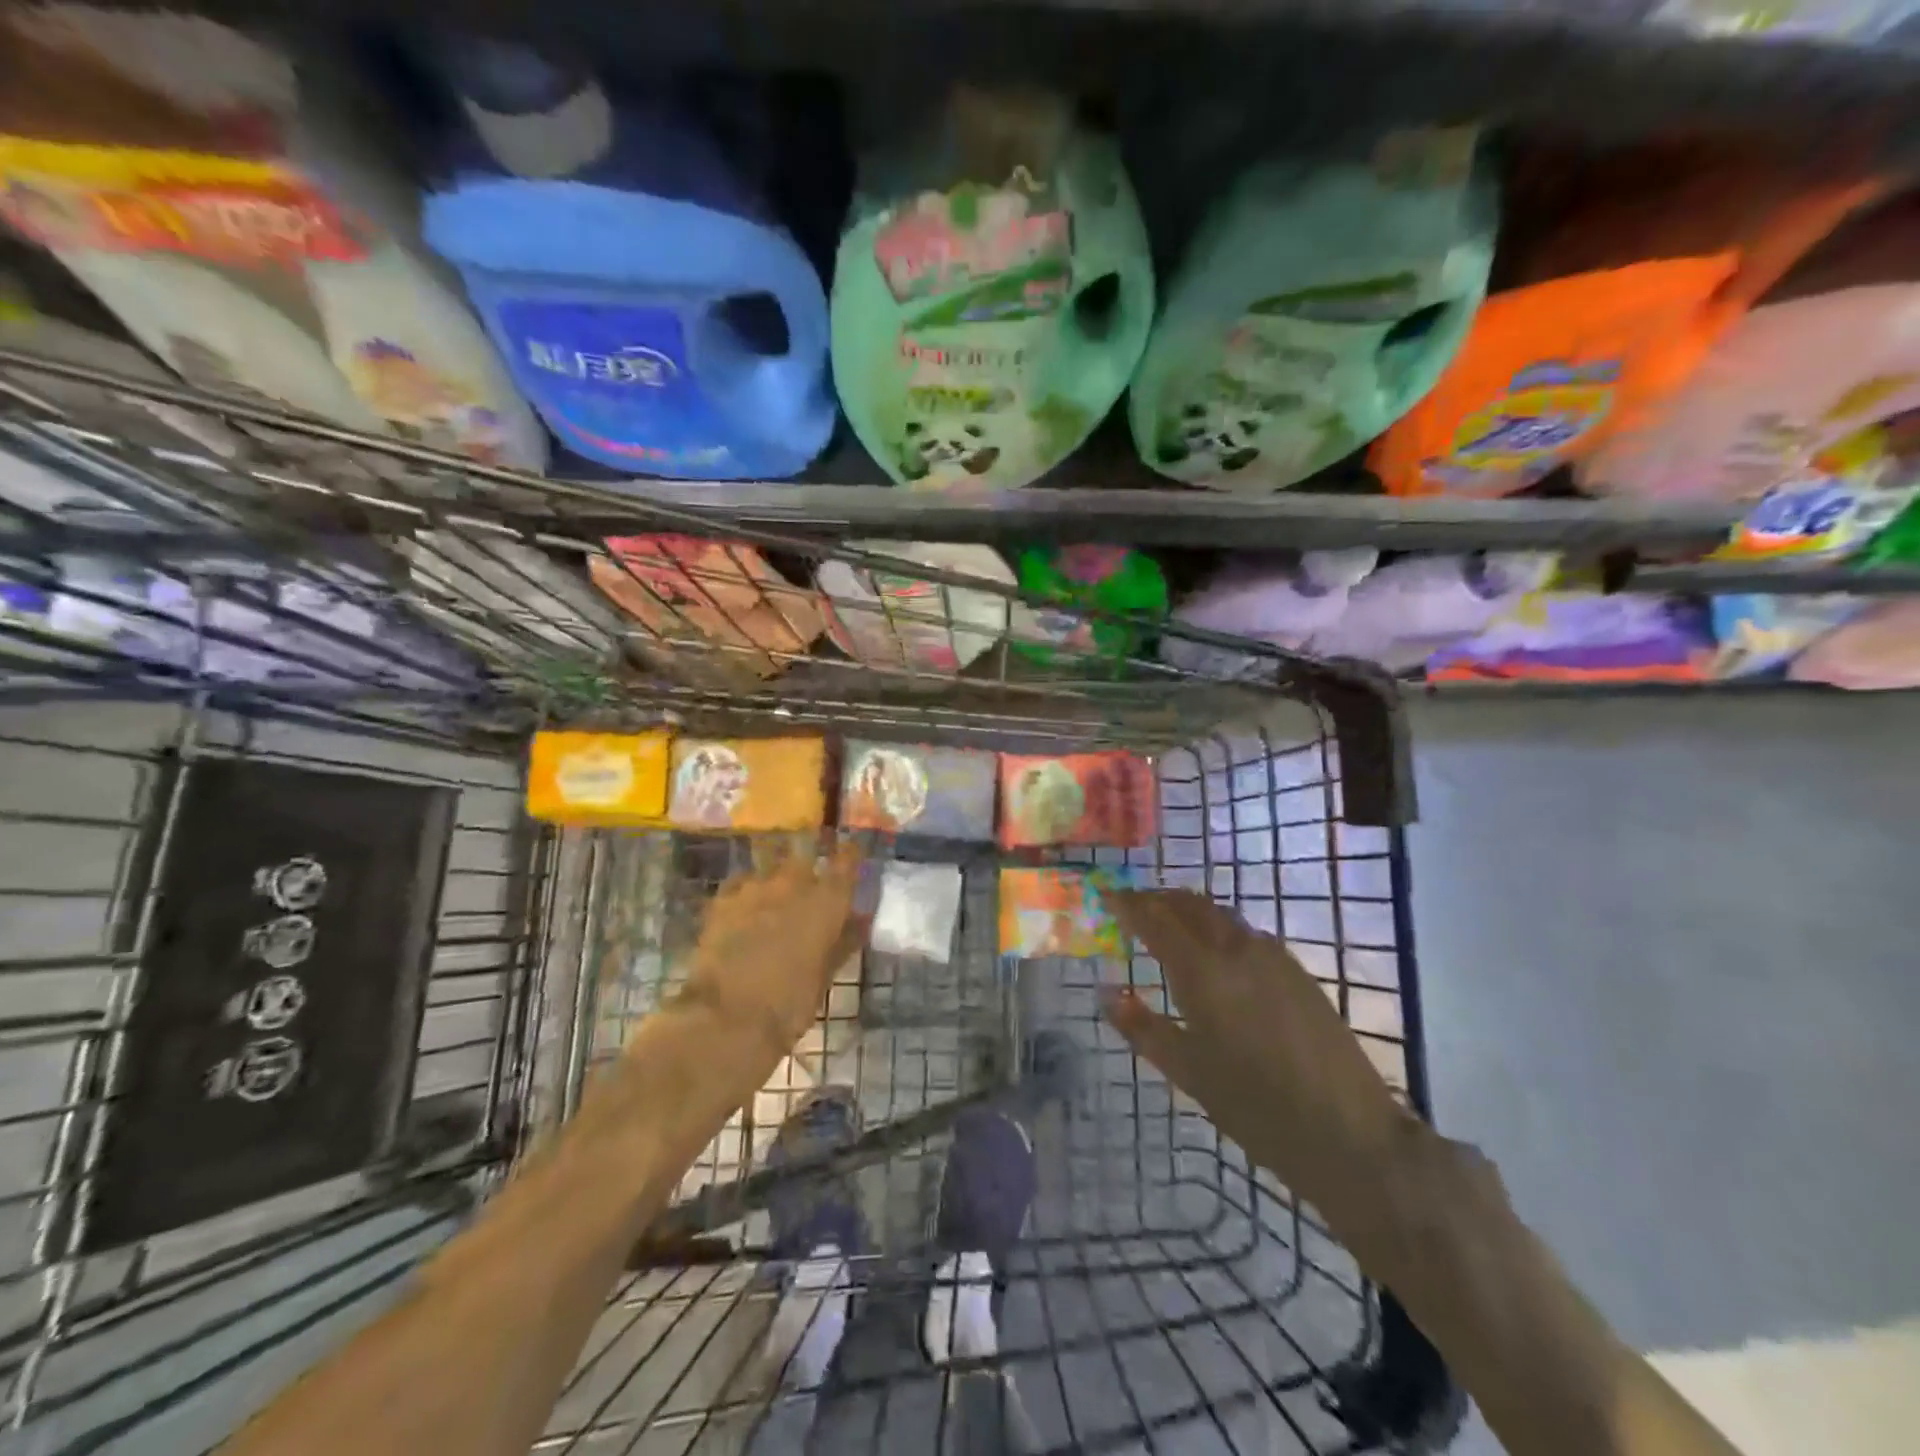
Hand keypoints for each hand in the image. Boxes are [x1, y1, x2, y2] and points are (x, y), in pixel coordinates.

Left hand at [673, 840, 868, 1077]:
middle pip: (805, 862)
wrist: (726, 1017)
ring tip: (773, 905)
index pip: (846, 863)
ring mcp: (755, 887)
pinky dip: (748, 894)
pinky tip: (745, 911)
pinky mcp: (723, 899)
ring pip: (771, 872)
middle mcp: (794, 883)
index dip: (850, 856)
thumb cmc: (789, 1003)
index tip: (852, 853)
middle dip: (808, 873)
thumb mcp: (825, 976)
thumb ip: (843, 941)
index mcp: (827, 901)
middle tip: (807, 893)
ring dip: (776, 884)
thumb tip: (860, 920)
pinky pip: (742, 885)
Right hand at [1104, 889, 1414, 1232]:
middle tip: (1134, 908)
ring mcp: (1272, 956)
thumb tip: (1107, 993)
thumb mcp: (1187, 1071)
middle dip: (1158, 899)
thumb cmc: (1255, 1106)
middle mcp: (1235, 948)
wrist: (1348, 1132)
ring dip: (1189, 911)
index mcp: (1202, 970)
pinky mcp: (1297, 970)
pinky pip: (1245, 933)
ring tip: (1170, 927)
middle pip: (1190, 904)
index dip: (1127, 903)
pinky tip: (1215, 955)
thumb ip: (1141, 1027)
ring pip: (1220, 915)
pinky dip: (1218, 929)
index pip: (1155, 918)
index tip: (1107, 895)